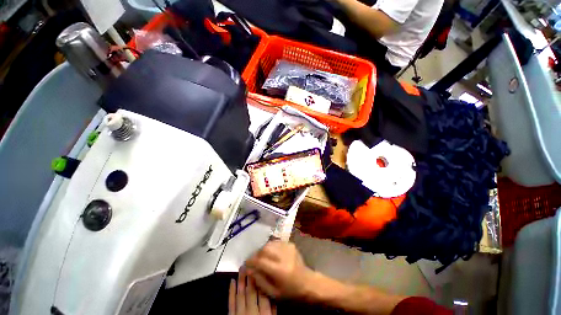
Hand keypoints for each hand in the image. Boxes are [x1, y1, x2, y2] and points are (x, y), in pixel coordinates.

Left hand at [229, 268, 276, 314]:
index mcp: (264, 312)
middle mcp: (252, 310)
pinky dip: (231, 291)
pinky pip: (231, 302)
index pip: (263, 293)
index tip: (261, 267)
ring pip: (241, 294)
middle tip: (251, 263)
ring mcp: (240, 312)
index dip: (262, 280)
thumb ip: (273, 310)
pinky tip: (232, 280)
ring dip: (241, 280)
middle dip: (251, 276)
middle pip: (252, 291)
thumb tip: (273, 295)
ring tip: (242, 267)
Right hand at [244, 241, 317, 300]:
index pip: (261, 261)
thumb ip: (259, 280)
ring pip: (270, 243)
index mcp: (279, 270)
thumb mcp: (273, 292)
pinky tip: (271, 253)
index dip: (251, 261)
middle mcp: (283, 256)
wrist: (307, 282)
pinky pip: (276, 242)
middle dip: (257, 253)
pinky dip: (271, 246)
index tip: (245, 262)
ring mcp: (288, 248)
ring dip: (263, 249)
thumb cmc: (290, 291)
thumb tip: (249, 269)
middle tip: (254, 259)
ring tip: (262, 256)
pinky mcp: (291, 244)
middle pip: (265, 249)